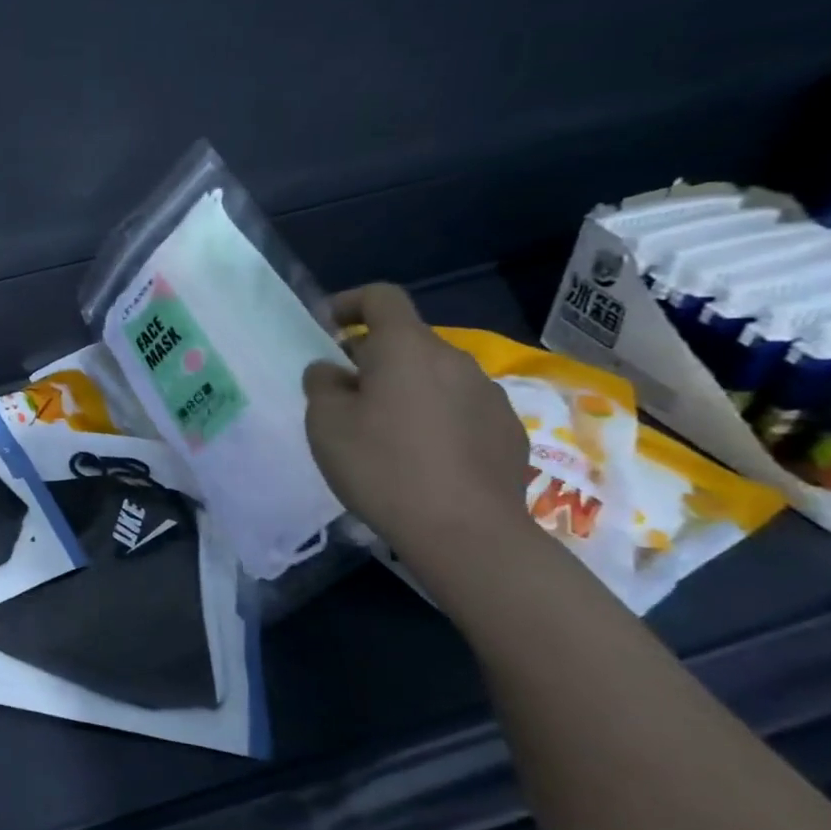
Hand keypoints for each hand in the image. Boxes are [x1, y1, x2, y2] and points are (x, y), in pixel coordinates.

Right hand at [303, 284, 531, 562]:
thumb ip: (322, 385)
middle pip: (407, 341)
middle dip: (373, 357)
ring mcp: (488, 395)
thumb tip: (332, 370)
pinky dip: (436, 418)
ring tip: (384, 432)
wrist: (466, 532)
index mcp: (406, 348)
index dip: (351, 303)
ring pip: (435, 376)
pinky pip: (460, 409)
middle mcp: (454, 360)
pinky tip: (422, 458)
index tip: (330, 327)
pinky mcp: (508, 431)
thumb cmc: (382, 466)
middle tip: (346, 394)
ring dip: (406, 389)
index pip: (382, 297)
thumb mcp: (325, 423)